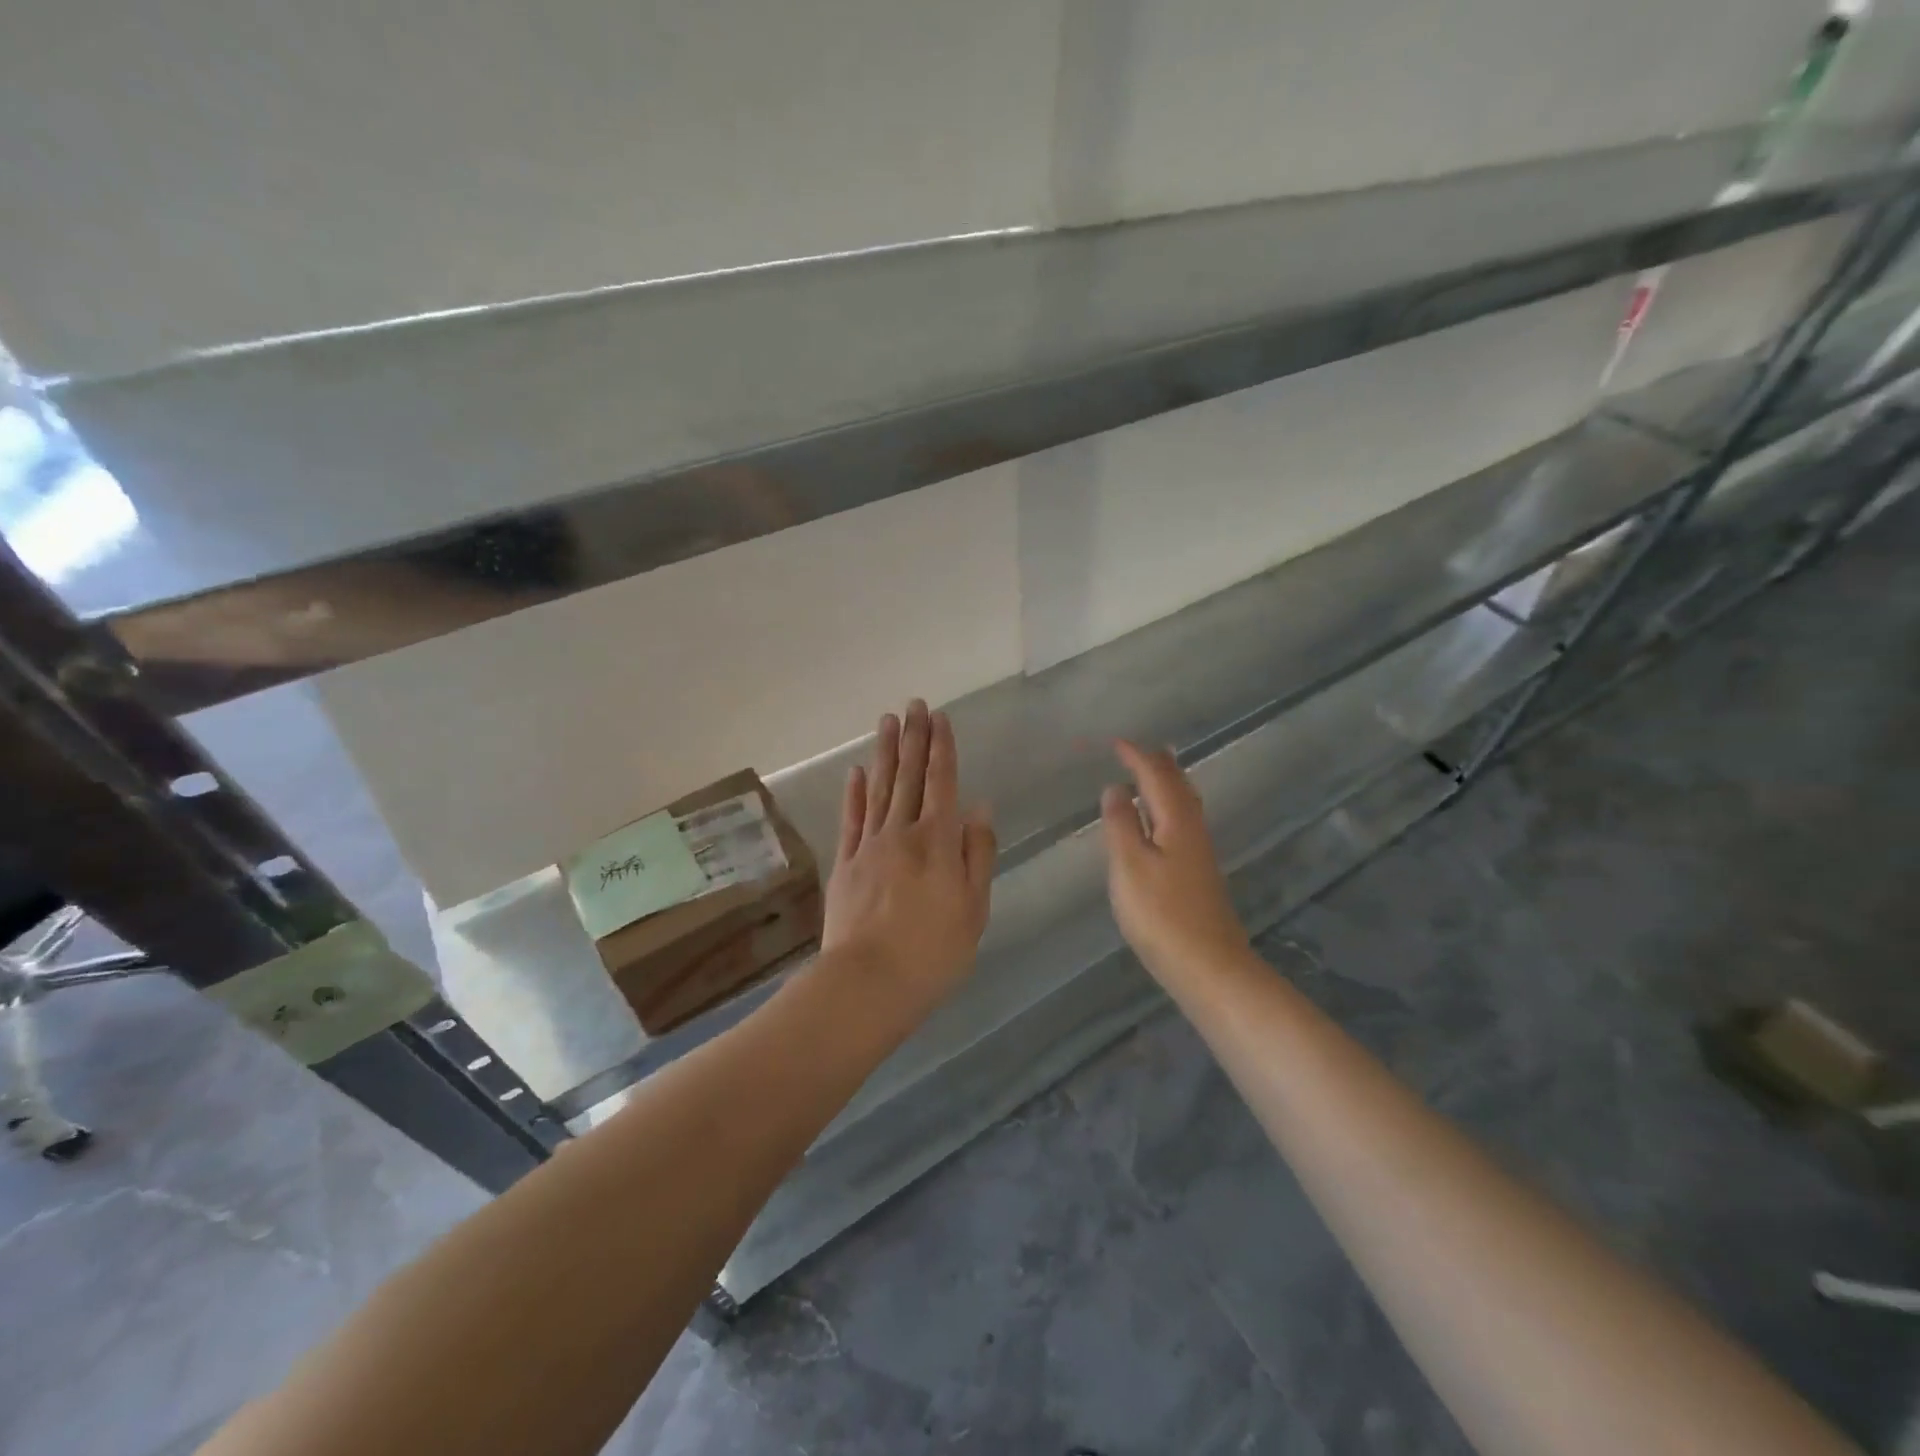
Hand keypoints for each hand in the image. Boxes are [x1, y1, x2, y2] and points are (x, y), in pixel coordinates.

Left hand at [821, 700, 995, 1015]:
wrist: (868, 982)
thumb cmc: (934, 951)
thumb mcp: (974, 907)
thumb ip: (978, 853)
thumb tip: (979, 808)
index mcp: (938, 841)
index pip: (942, 782)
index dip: (941, 748)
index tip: (940, 717)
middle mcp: (902, 832)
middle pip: (908, 776)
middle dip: (913, 738)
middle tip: (913, 704)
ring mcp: (869, 846)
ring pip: (879, 789)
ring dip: (884, 753)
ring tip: (887, 721)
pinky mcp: (845, 864)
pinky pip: (851, 819)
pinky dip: (854, 793)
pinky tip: (856, 772)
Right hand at [1100, 741, 1247, 980]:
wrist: (1209, 966)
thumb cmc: (1162, 914)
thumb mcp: (1130, 866)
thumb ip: (1121, 824)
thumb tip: (1116, 788)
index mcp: (1176, 820)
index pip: (1156, 775)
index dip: (1135, 756)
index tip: (1115, 742)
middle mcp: (1193, 828)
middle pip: (1177, 783)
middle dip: (1156, 763)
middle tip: (1134, 750)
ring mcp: (1199, 851)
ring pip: (1184, 802)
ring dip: (1166, 781)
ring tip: (1152, 770)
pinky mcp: (1198, 871)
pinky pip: (1183, 820)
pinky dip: (1168, 805)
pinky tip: (1160, 819)